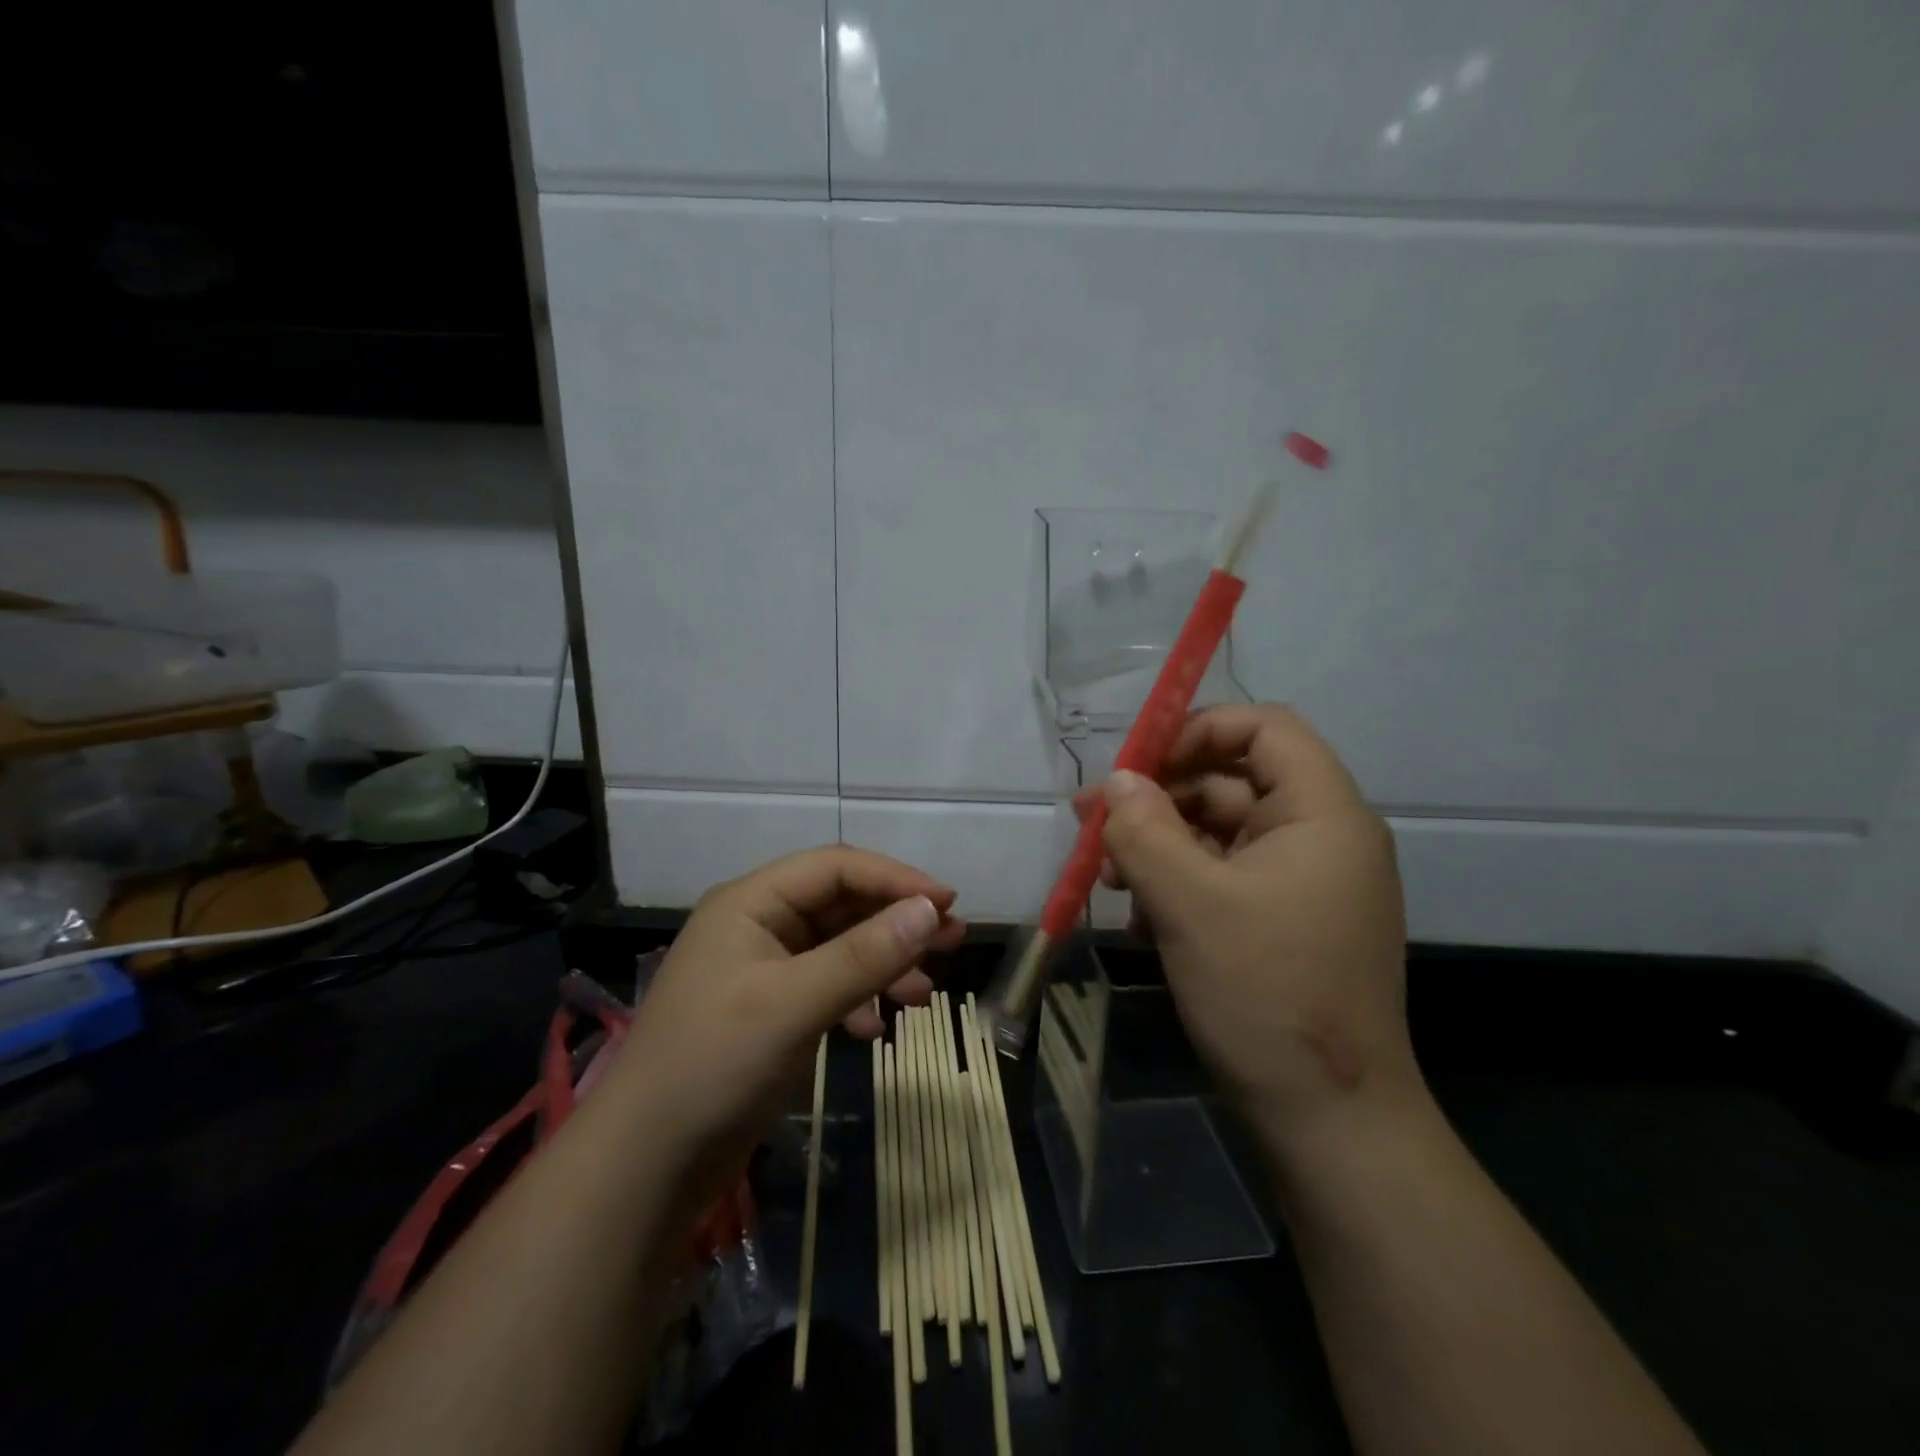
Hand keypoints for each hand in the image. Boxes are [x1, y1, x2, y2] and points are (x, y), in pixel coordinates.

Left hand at [607, 846, 964, 1205]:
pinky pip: (826, 987)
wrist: (643, 1165)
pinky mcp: (767, 1012)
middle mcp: (757, 925)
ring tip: (923, 995)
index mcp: (751, 902)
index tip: (948, 904)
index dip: (895, 879)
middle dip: (896, 921)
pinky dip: (857, 999)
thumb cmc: (714, 1065)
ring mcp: (761, 970)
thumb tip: (931, 910)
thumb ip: (865, 955)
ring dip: (882, 963)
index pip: (836, 868)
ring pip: (838, 947)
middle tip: (952, 941)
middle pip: (841, 904)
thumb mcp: (795, 1004)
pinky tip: (875, 1030)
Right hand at [1073, 705, 1418, 1141]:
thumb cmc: (1265, 994)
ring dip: (1160, 846)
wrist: (1329, 1122)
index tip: (1137, 764)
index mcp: (1322, 814)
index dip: (1198, 730)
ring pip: (1219, 833)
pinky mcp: (1284, 922)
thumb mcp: (1189, 903)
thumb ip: (1144, 830)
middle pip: (1232, 780)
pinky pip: (1224, 878)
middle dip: (1159, 798)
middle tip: (1093, 823)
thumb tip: (1118, 782)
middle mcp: (1321, 837)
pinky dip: (1179, 885)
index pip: (1266, 727)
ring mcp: (1303, 883)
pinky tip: (1139, 920)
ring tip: (1108, 880)